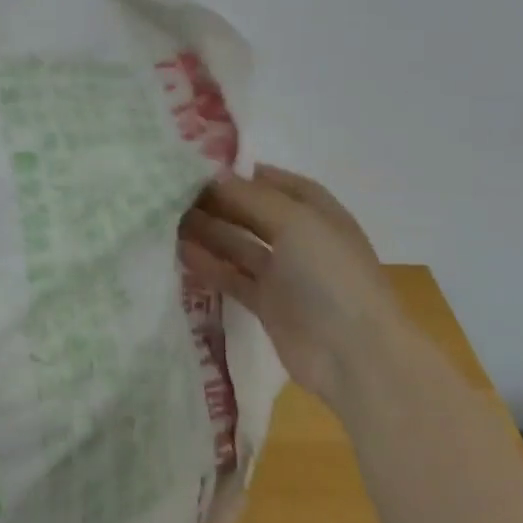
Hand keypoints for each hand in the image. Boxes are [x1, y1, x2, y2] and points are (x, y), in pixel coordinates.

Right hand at [178, 165, 405, 406]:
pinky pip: (232, 277)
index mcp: (316, 212)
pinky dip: (209, 265)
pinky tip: (180, 253)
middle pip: (251, 212)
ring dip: (207, 231)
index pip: (273, 182)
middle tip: (171, 193)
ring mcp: (284, 274)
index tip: (195, 167)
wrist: (356, 356)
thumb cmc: (331, 276)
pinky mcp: (267, 304)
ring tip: (166, 220)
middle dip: (216, 201)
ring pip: (238, 244)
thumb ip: (250, 196)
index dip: (239, 173)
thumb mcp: (295, 222)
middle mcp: (300, 238)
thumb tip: (212, 175)